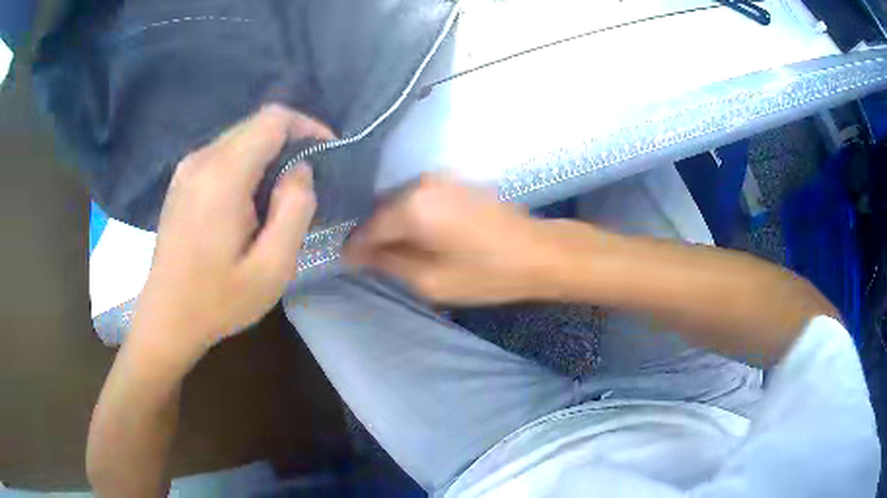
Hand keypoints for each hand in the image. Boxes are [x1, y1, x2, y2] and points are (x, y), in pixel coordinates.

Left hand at [133, 105, 334, 363]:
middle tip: (308, 181)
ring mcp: (187, 168)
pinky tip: (250, 201)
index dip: (306, 126)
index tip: (326, 153)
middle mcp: (201, 159)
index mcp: (223, 176)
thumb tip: (299, 171)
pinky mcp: (181, 181)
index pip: (272, 119)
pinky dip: (246, 164)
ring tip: (281, 195)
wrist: (166, 320)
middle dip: (290, 141)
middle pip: (255, 125)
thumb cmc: (217, 301)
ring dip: (267, 154)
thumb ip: (295, 211)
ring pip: (239, 137)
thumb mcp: (272, 269)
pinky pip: (222, 154)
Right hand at [345, 175, 557, 304]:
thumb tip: (357, 253)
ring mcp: (441, 179)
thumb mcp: (431, 281)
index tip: (349, 263)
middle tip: (372, 261)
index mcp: (413, 206)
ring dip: (395, 225)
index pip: (369, 226)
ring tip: (396, 251)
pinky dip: (413, 216)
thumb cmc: (487, 273)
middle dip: (375, 234)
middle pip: (382, 210)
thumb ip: (389, 263)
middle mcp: (422, 183)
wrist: (540, 252)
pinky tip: (420, 236)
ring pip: (401, 202)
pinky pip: (421, 198)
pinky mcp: (456, 182)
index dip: (356, 247)